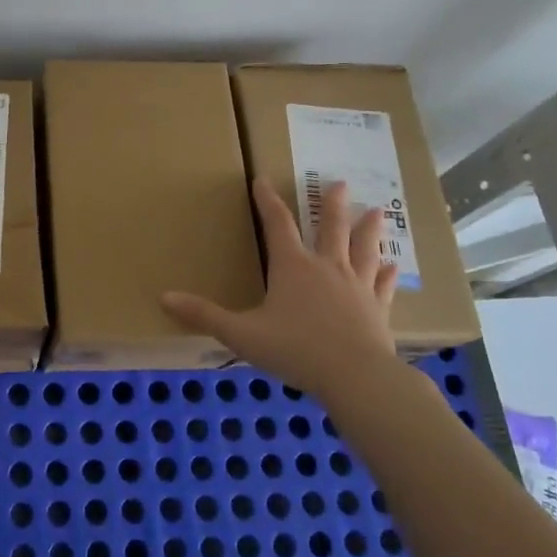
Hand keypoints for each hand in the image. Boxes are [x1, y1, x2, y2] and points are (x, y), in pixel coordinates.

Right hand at [162, 178, 402, 398]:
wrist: (356, 377)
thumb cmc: (295, 350)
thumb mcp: (241, 334)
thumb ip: (204, 315)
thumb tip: (163, 297)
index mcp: (292, 267)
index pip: (277, 224)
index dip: (267, 201)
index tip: (262, 180)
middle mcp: (326, 267)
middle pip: (330, 228)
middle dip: (332, 204)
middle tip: (341, 183)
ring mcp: (356, 287)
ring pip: (363, 249)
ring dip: (368, 229)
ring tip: (376, 211)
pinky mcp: (376, 309)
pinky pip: (381, 285)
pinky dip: (386, 274)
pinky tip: (393, 266)